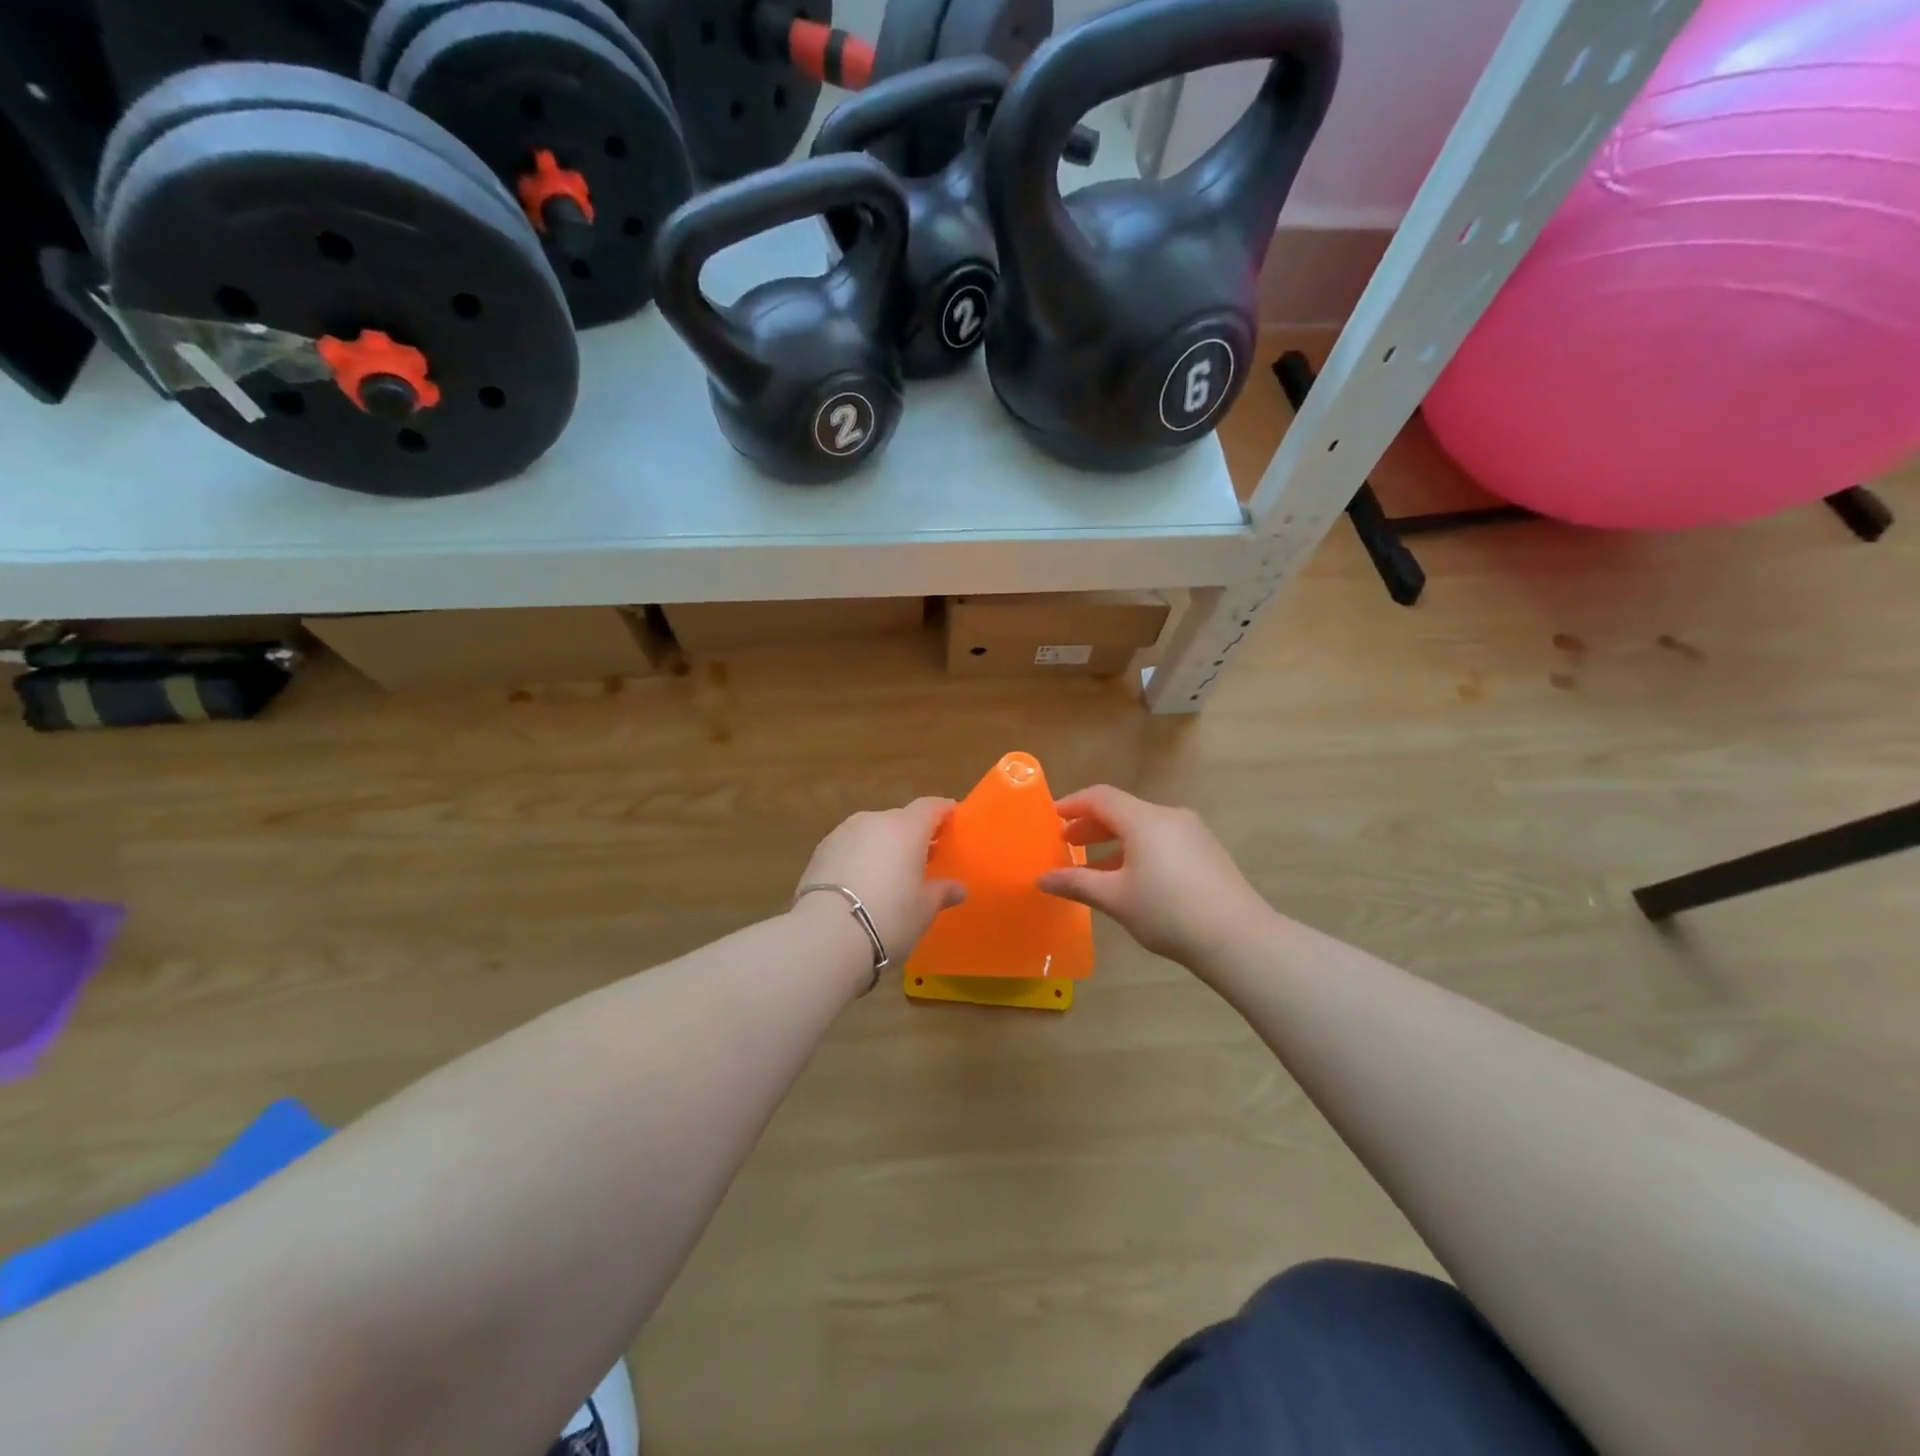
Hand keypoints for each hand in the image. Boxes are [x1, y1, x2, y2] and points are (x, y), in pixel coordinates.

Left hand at [795, 797, 965, 965]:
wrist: (826, 934)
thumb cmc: (889, 916)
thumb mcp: (924, 909)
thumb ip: (942, 892)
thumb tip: (958, 888)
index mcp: (906, 827)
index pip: (930, 807)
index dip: (943, 811)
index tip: (953, 820)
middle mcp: (874, 821)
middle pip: (900, 820)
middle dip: (914, 835)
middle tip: (925, 858)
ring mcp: (843, 833)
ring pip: (872, 833)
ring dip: (884, 847)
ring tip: (891, 875)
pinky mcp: (820, 851)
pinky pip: (850, 848)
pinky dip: (860, 859)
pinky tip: (862, 884)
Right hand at [1038, 786, 1271, 968]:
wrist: (1239, 938)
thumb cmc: (1168, 912)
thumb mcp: (1115, 899)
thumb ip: (1076, 883)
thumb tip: (1042, 879)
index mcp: (1144, 819)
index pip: (1100, 797)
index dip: (1072, 804)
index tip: (1051, 819)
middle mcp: (1169, 816)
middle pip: (1122, 810)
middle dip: (1091, 825)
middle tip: (1067, 844)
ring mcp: (1192, 833)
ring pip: (1143, 826)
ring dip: (1114, 841)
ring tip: (1093, 866)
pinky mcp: (1206, 851)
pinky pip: (1161, 839)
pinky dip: (1137, 849)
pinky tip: (1130, 879)